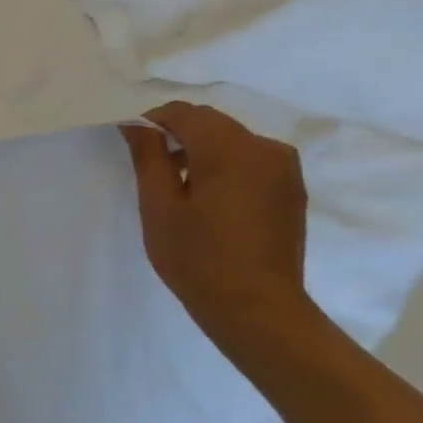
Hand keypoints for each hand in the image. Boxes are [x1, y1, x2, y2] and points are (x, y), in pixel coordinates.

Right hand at [122, 102, 313, 350]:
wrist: (257, 309)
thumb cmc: (198, 258)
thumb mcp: (159, 206)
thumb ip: (148, 156)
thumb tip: (136, 124)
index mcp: (230, 148)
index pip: (184, 113)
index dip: (152, 121)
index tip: (131, 143)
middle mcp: (265, 147)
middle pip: (211, 123)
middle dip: (178, 135)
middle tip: (151, 167)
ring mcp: (285, 169)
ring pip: (232, 141)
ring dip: (202, 151)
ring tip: (179, 187)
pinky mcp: (291, 189)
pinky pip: (251, 161)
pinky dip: (225, 167)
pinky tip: (209, 200)